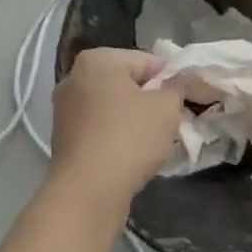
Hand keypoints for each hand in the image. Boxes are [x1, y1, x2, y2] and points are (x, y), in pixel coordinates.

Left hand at [48, 48, 184, 216]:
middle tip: (173, 121)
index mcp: (97, 59)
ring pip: (113, 106)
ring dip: (134, 119)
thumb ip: (177, 88)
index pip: (147, 61)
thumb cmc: (129, 138)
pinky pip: (99, 127)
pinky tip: (131, 155)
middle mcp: (75, 77)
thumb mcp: (166, 108)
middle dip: (151, 100)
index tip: (188, 100)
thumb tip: (177, 83)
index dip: (172, 80)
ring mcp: (65, 108)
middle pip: (127, 82)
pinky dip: (116, 135)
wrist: (86, 192)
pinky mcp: (63, 137)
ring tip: (154, 141)